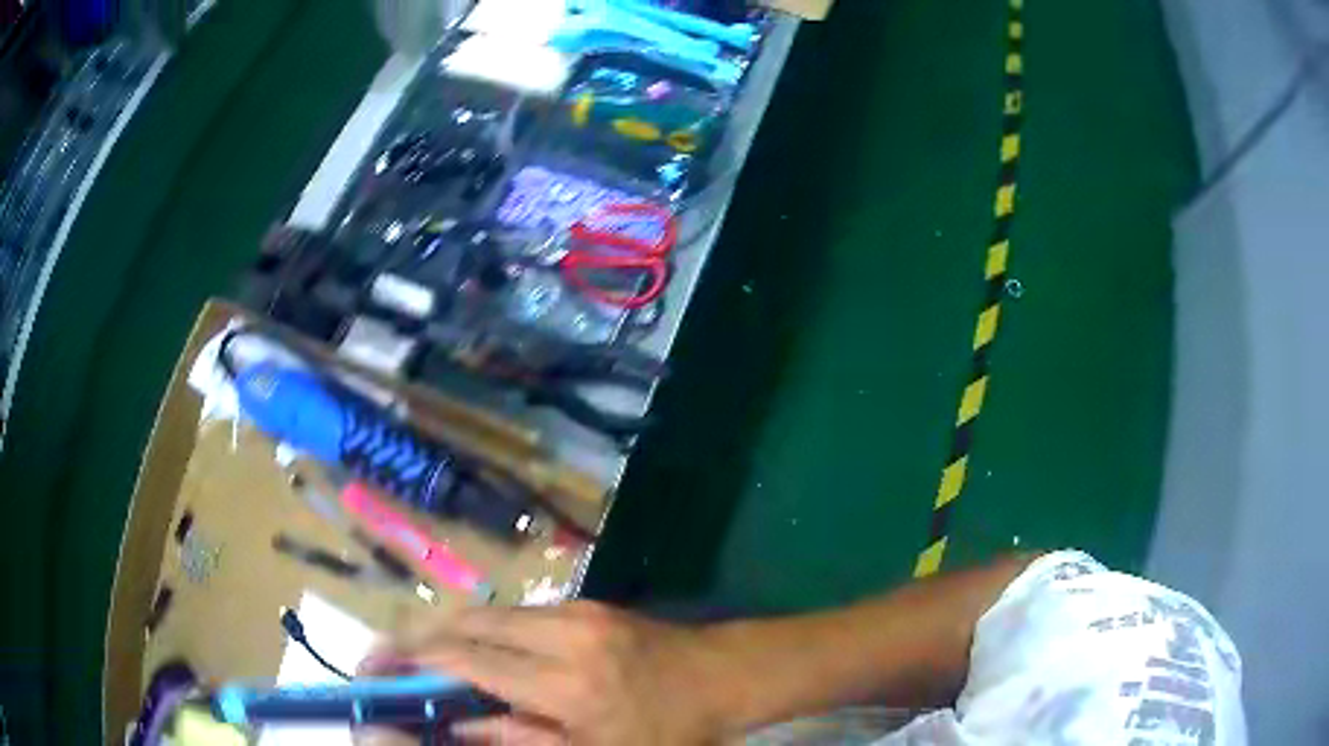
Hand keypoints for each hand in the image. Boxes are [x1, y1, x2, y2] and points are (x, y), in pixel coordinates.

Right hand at [358, 602, 734, 744]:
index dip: (414, 660)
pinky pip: (516, 613)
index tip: (376, 666)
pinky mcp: (584, 603)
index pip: (468, 661)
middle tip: (389, 661)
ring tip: (423, 659)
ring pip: (489, 613)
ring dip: (450, 632)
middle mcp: (562, 635)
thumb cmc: (666, 731)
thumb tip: (456, 728)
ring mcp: (575, 611)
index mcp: (566, 685)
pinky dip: (485, 629)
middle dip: (420, 638)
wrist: (723, 675)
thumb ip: (518, 740)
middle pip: (468, 624)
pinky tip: (477, 651)